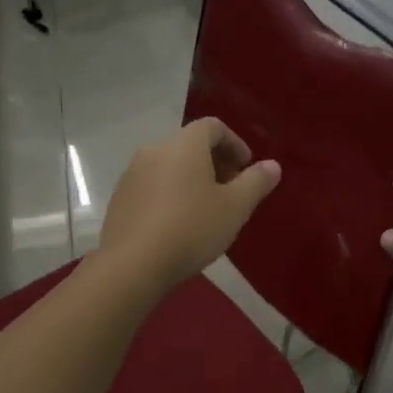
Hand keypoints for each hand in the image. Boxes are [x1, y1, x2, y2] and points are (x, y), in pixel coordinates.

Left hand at [96, 118, 281, 291]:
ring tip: (208, 210)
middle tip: (233, 192)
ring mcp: (132, 173)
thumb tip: (272, 165)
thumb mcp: (235, 207)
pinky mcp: (120, 198)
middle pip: (191, 144)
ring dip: (193, 179)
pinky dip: (172, 194)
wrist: (132, 265)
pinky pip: (153, 185)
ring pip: (171, 165)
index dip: (235, 144)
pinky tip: (180, 225)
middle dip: (216, 163)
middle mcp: (155, 149)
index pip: (214, 127)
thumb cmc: (191, 228)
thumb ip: (256, 182)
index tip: (247, 170)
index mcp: (184, 144)